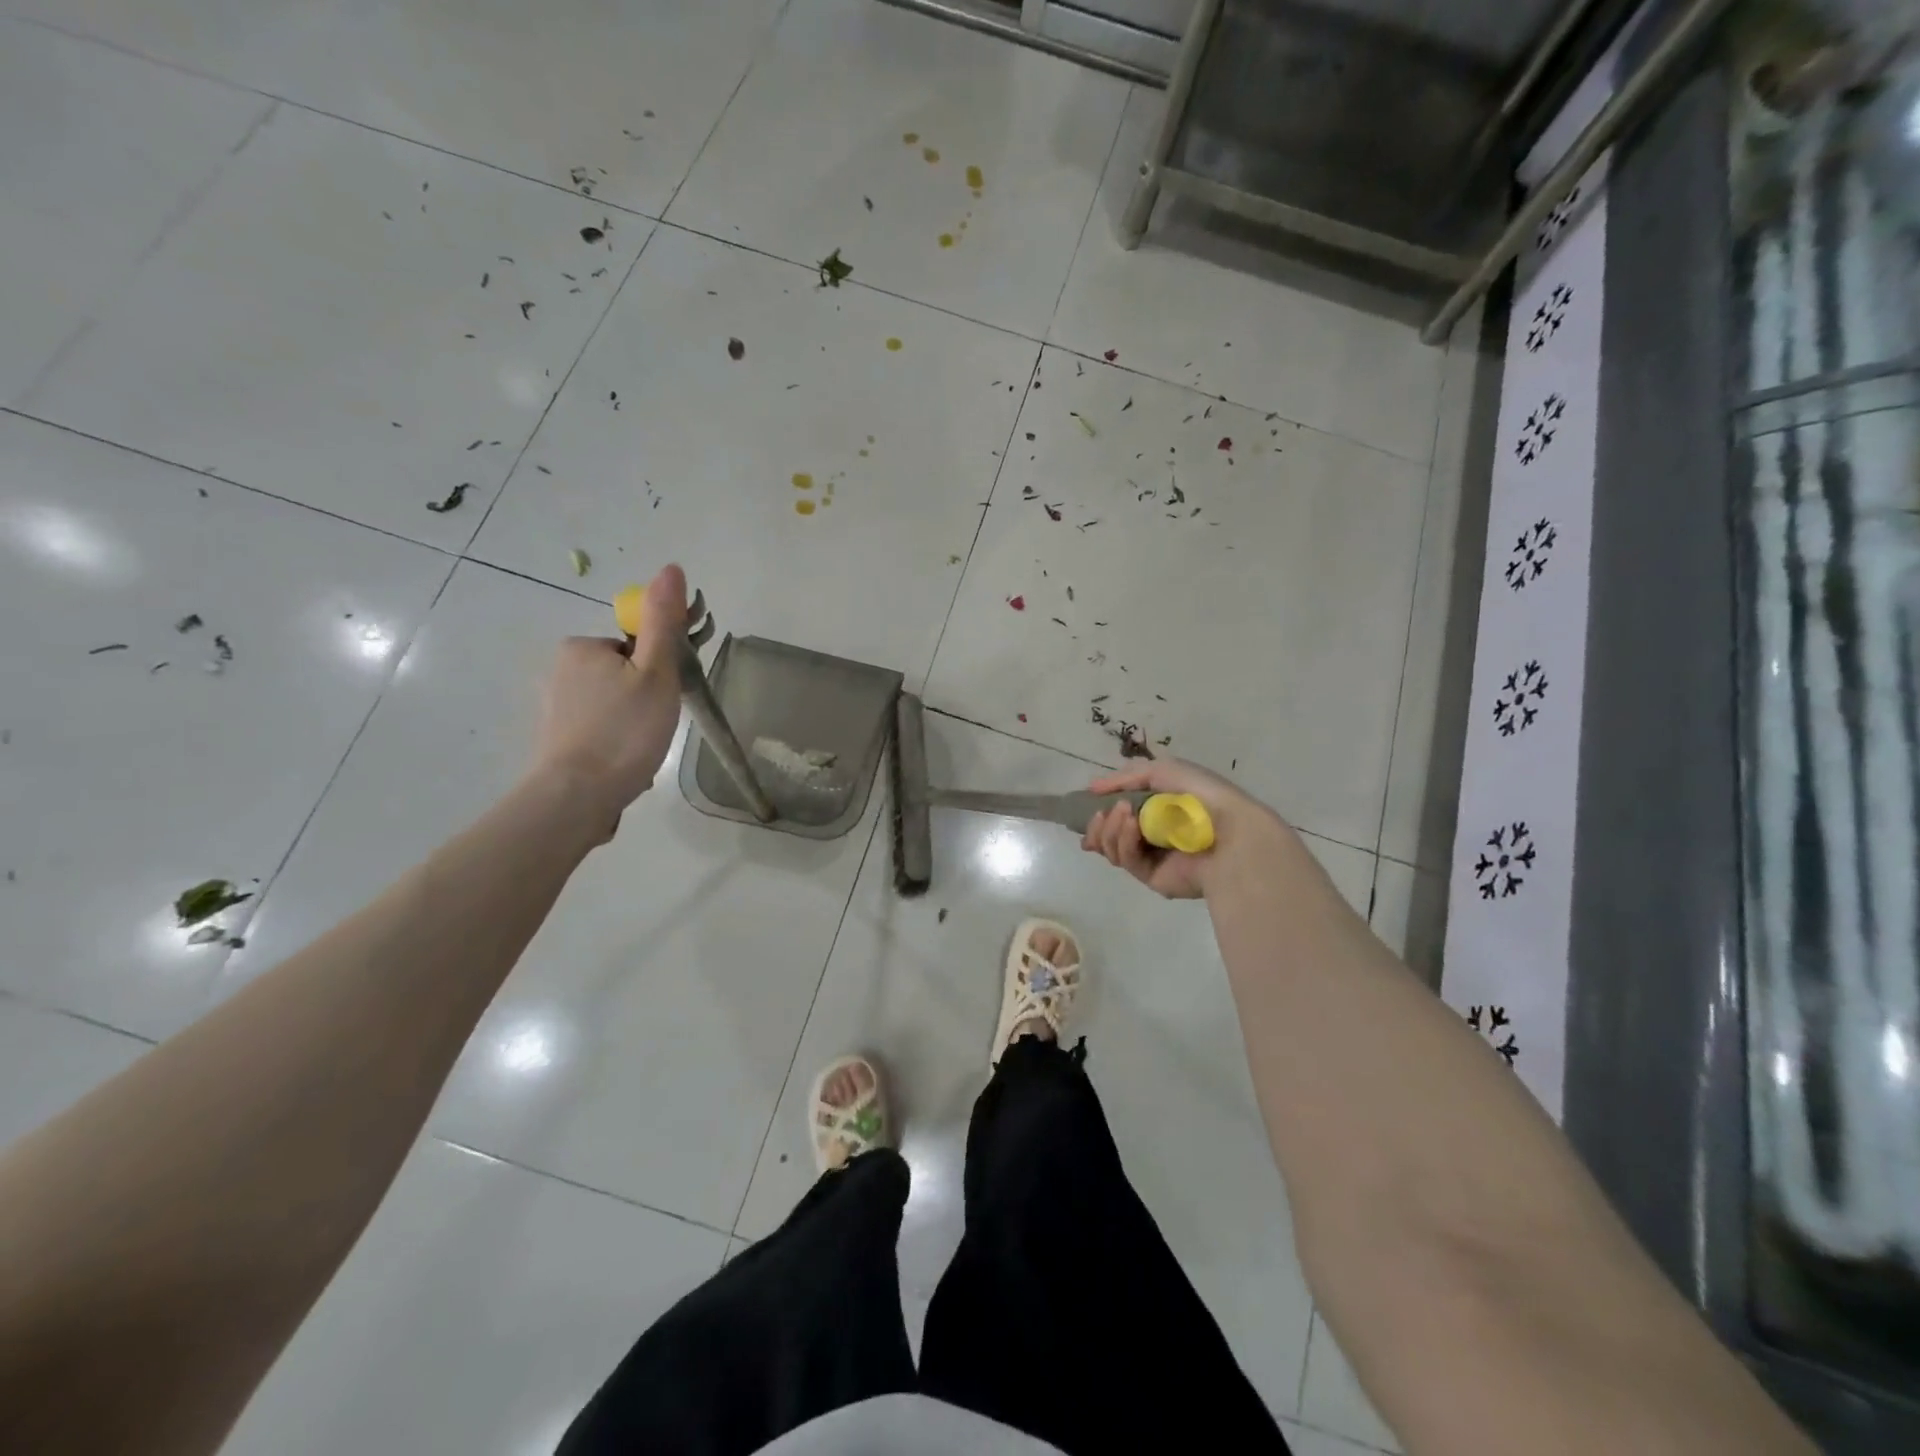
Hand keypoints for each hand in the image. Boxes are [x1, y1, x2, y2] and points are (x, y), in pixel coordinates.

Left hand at [530, 564, 688, 835]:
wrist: (578, 796)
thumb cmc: (624, 730)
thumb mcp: (656, 672)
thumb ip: (664, 621)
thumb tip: (671, 568)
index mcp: (582, 647)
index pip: (635, 647)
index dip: (658, 669)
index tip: (667, 696)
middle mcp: (559, 670)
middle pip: (623, 674)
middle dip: (645, 696)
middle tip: (658, 725)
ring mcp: (554, 707)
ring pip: (612, 704)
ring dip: (632, 722)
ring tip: (642, 749)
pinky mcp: (555, 739)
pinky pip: (598, 728)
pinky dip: (616, 741)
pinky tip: (625, 762)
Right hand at [1081, 759, 1280, 899]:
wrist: (1231, 832)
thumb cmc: (1200, 796)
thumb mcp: (1163, 770)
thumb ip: (1125, 777)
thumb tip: (1092, 788)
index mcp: (1158, 808)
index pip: (1119, 812)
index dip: (1100, 810)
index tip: (1087, 805)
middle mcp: (1153, 834)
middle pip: (1109, 834)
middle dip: (1099, 824)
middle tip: (1099, 814)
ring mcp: (1152, 857)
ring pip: (1112, 848)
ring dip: (1109, 829)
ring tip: (1121, 814)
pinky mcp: (1152, 877)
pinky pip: (1127, 860)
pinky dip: (1124, 841)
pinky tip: (1132, 826)